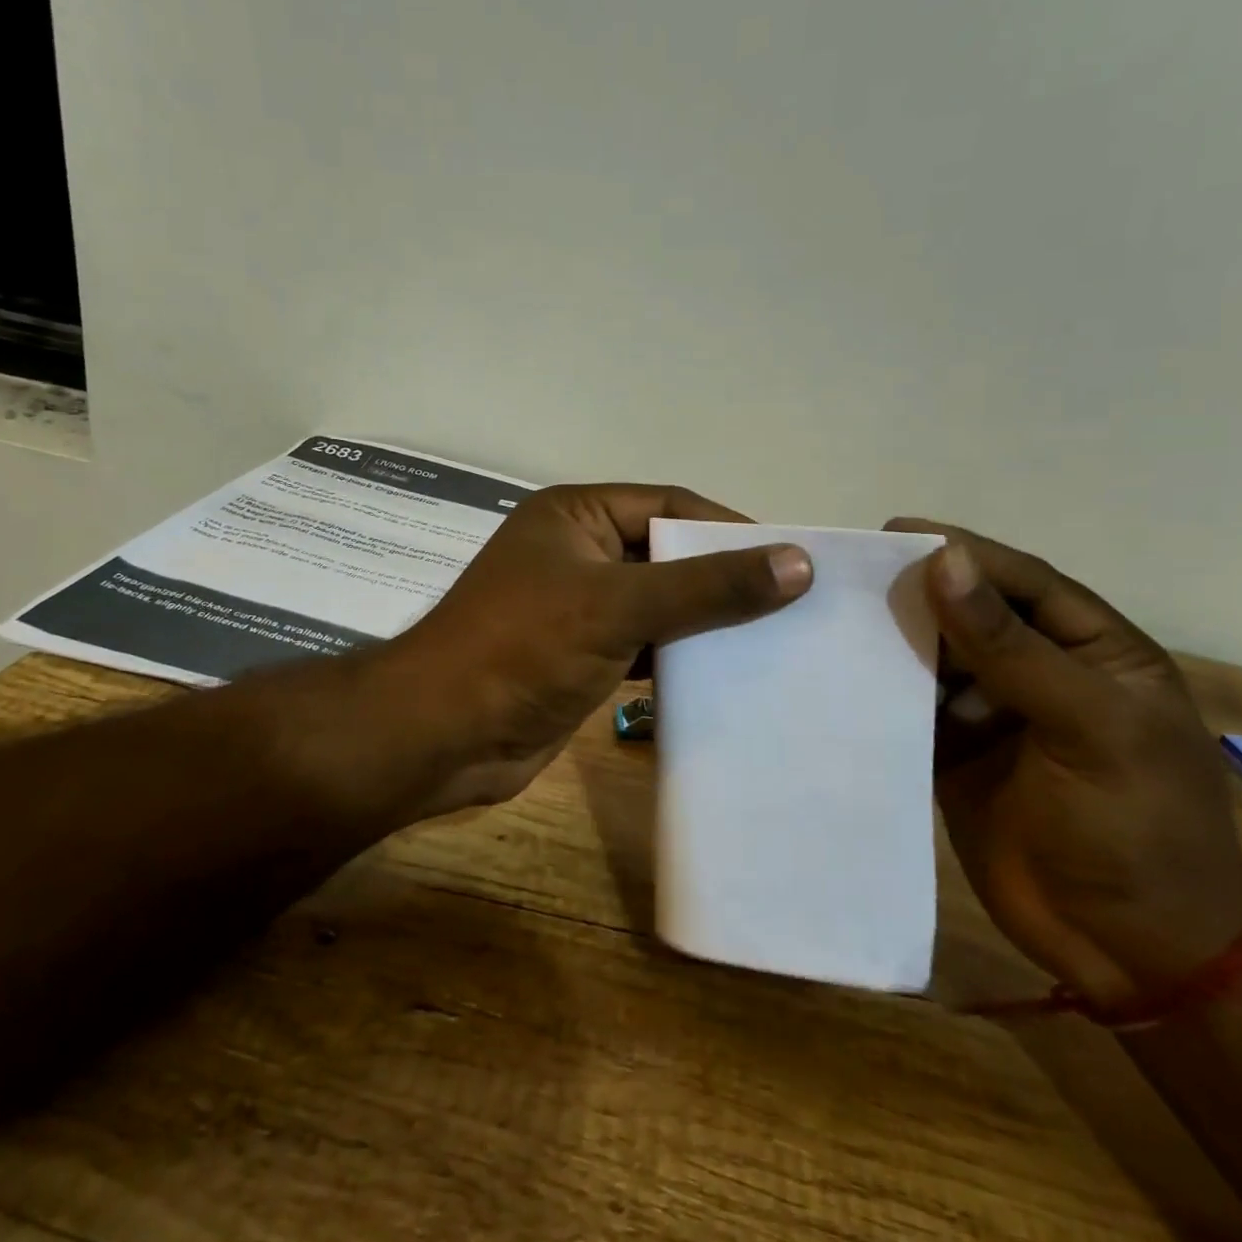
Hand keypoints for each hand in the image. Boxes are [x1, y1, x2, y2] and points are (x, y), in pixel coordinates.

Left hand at [384, 484, 812, 818]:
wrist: (443, 736)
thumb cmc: (524, 647)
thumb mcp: (620, 606)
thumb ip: (707, 586)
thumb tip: (798, 563)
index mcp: (575, 515)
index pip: (669, 506)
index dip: (728, 528)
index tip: (789, 559)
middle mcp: (576, 552)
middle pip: (666, 556)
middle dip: (721, 579)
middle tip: (792, 604)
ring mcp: (577, 606)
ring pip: (657, 604)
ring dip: (704, 623)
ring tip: (773, 641)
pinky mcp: (580, 656)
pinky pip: (643, 645)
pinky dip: (678, 658)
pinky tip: (723, 676)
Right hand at [885, 520, 1241, 1007]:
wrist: (1133, 955)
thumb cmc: (1138, 829)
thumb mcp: (1089, 728)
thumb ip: (1012, 647)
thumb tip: (944, 562)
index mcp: (1092, 651)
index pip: (1021, 582)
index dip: (963, 552)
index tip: (893, 533)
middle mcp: (1038, 671)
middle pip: (969, 612)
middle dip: (915, 592)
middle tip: (847, 574)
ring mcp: (991, 713)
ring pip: (933, 656)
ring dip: (889, 637)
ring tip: (828, 616)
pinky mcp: (952, 752)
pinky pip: (910, 706)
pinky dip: (879, 689)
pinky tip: (838, 674)